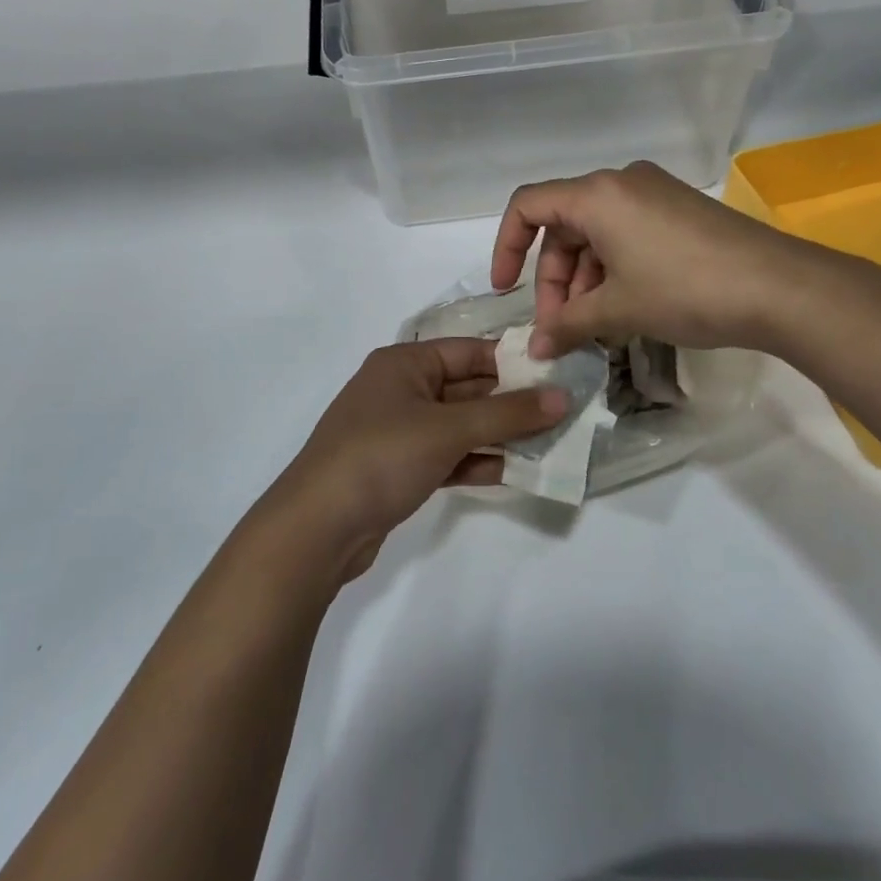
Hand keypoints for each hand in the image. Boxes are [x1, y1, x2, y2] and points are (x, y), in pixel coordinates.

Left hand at [270, 340, 566, 580]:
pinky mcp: (399, 469)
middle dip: (512, 403)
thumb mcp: (449, 429)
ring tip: (550, 444)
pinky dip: (476, 461)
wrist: (317, 529)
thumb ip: (508, 414)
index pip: (470, 351)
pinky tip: (514, 472)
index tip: (557, 375)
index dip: (513, 362)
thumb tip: (562, 398)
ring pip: (460, 425)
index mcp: (405, 362)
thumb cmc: (382, 456)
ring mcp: (399, 431)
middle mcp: (402, 389)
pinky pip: (448, 456)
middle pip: (467, 389)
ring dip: (499, 435)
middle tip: (563, 413)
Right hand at [491, 162, 812, 359]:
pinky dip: (614, 269)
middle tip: (561, 329)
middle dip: (554, 279)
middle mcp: (621, 183)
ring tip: (594, 328)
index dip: (506, 247)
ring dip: (585, 280)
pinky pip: (627, 234)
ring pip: (597, 234)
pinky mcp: (679, 210)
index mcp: (597, 194)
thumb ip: (568, 325)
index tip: (505, 292)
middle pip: (564, 226)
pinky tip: (624, 310)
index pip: (528, 206)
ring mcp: (654, 194)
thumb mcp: (619, 310)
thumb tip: (535, 349)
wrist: (780, 287)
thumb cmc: (685, 289)